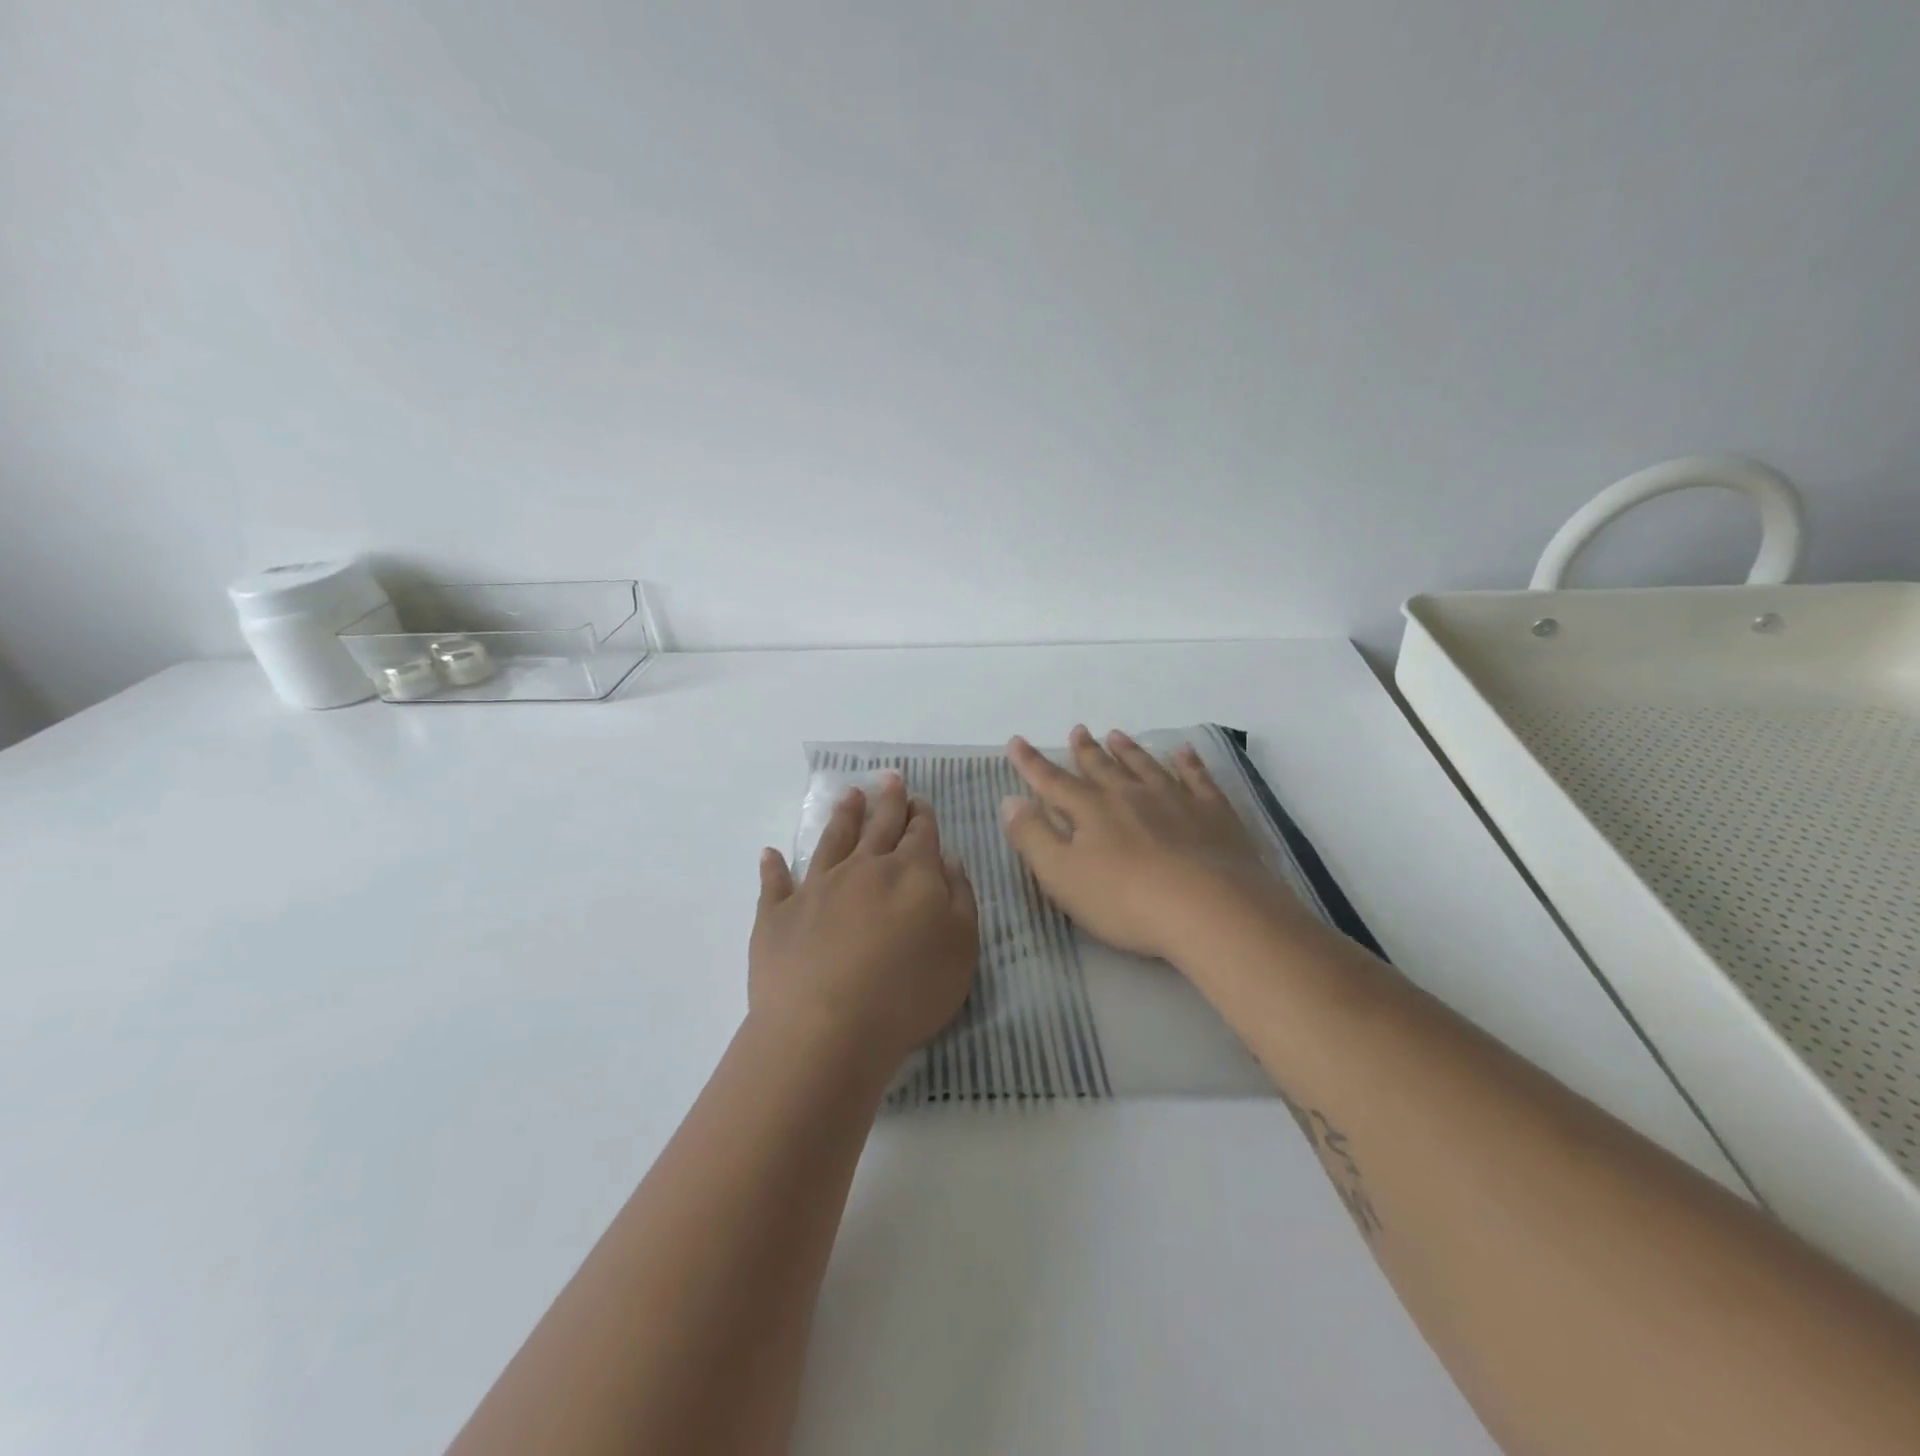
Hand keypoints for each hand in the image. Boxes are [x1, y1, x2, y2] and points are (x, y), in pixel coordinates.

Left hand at [750, 774, 978, 1073]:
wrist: (827, 1026)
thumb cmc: (908, 991)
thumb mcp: (961, 947)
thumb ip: (959, 898)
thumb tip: (947, 859)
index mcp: (910, 873)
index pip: (920, 834)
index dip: (921, 815)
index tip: (919, 799)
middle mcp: (863, 868)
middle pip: (879, 826)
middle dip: (888, 801)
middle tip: (890, 777)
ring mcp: (817, 888)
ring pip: (832, 841)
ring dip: (843, 817)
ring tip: (848, 795)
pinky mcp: (778, 915)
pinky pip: (775, 884)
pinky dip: (773, 867)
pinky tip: (770, 854)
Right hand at [1001, 726, 1293, 962]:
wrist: (1209, 909)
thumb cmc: (1125, 900)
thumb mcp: (1062, 876)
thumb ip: (1033, 837)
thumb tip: (1010, 800)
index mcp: (1091, 810)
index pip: (1053, 782)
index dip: (1031, 763)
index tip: (1017, 741)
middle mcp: (1130, 795)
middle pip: (1101, 767)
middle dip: (1085, 750)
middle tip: (1077, 730)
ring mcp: (1175, 800)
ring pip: (1145, 766)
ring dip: (1129, 751)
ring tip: (1117, 735)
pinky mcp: (1214, 814)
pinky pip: (1198, 778)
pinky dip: (1189, 763)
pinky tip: (1184, 752)